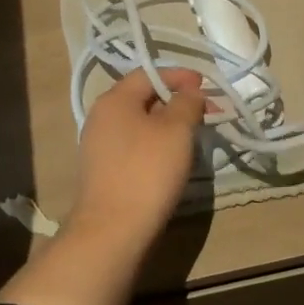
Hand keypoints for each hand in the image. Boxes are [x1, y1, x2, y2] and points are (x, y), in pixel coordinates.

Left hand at [68, 68, 207, 247]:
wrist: (112, 231)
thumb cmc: (147, 171)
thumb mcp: (176, 130)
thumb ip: (187, 103)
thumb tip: (190, 92)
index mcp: (114, 99)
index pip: (149, 73)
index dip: (179, 75)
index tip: (205, 84)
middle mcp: (101, 117)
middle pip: (142, 97)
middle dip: (176, 100)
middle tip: (205, 110)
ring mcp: (98, 146)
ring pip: (139, 123)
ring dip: (167, 124)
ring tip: (193, 134)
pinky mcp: (103, 171)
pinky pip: (133, 145)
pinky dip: (155, 143)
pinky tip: (171, 158)